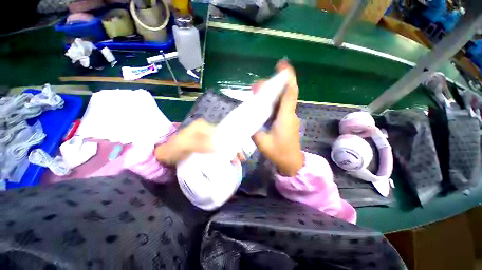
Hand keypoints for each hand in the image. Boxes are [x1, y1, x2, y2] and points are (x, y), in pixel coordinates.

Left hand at [154, 119, 246, 164]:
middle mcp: (207, 130)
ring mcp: (207, 138)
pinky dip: (224, 155)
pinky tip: (229, 161)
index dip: (232, 141)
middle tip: (241, 158)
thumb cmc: (172, 150)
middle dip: (234, 147)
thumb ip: (199, 144)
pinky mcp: (206, 146)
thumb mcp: (183, 145)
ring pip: (223, 144)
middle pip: (225, 138)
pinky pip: (218, 149)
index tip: (238, 152)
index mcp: (204, 126)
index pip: (223, 132)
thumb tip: (219, 146)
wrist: (162, 157)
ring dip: (231, 152)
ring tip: (238, 161)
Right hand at [252, 60, 303, 175]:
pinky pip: (280, 107)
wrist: (291, 162)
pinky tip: (262, 104)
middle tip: (256, 87)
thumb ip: (254, 128)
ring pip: (282, 100)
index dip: (288, 77)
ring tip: (256, 93)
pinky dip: (272, 102)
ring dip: (271, 94)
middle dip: (272, 86)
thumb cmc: (278, 153)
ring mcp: (289, 117)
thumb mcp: (262, 142)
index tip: (282, 65)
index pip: (290, 93)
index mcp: (285, 117)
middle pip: (284, 94)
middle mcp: (289, 114)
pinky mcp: (287, 121)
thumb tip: (249, 117)